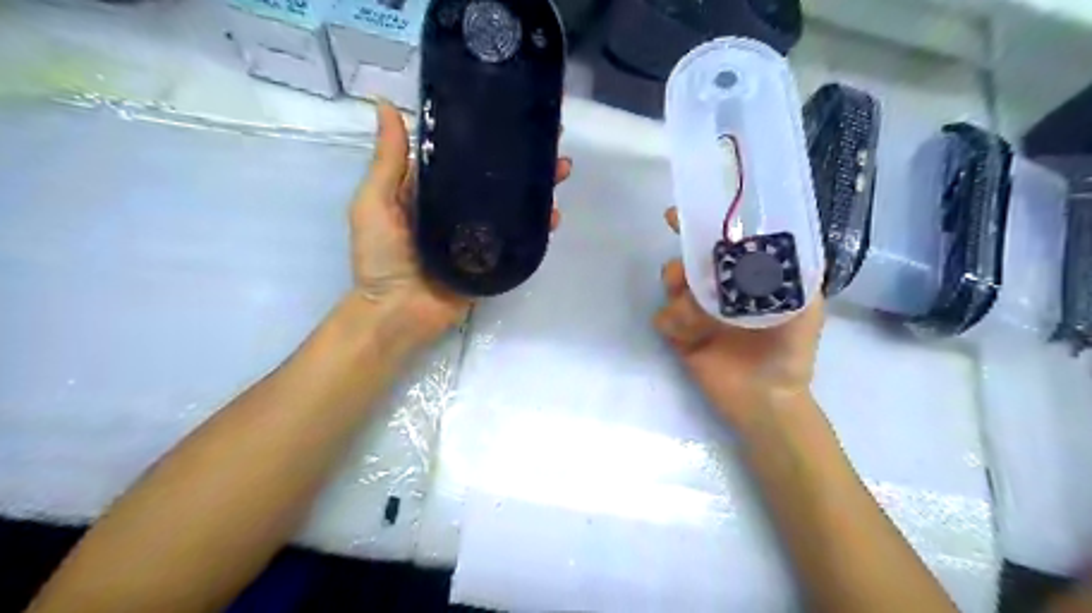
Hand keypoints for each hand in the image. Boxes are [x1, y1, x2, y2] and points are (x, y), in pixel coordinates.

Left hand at [349, 102, 571, 343]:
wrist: (397, 313)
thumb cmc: (380, 257)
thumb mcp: (375, 202)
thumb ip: (387, 161)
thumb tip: (385, 104)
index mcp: (432, 190)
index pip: (465, 155)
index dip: (489, 135)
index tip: (514, 115)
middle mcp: (459, 208)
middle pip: (496, 179)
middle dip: (524, 160)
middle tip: (552, 143)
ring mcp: (479, 236)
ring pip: (512, 206)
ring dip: (537, 188)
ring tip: (561, 171)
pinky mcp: (493, 261)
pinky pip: (518, 240)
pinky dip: (537, 228)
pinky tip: (553, 215)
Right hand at [652, 208, 823, 428]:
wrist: (766, 400)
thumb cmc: (789, 351)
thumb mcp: (806, 307)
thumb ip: (793, 272)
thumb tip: (767, 238)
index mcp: (744, 278)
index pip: (720, 243)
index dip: (700, 226)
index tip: (678, 216)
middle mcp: (718, 289)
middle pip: (688, 259)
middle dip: (682, 262)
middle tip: (684, 276)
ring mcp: (695, 312)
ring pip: (671, 285)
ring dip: (678, 294)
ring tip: (695, 314)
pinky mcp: (679, 335)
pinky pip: (663, 317)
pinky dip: (673, 322)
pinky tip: (690, 337)